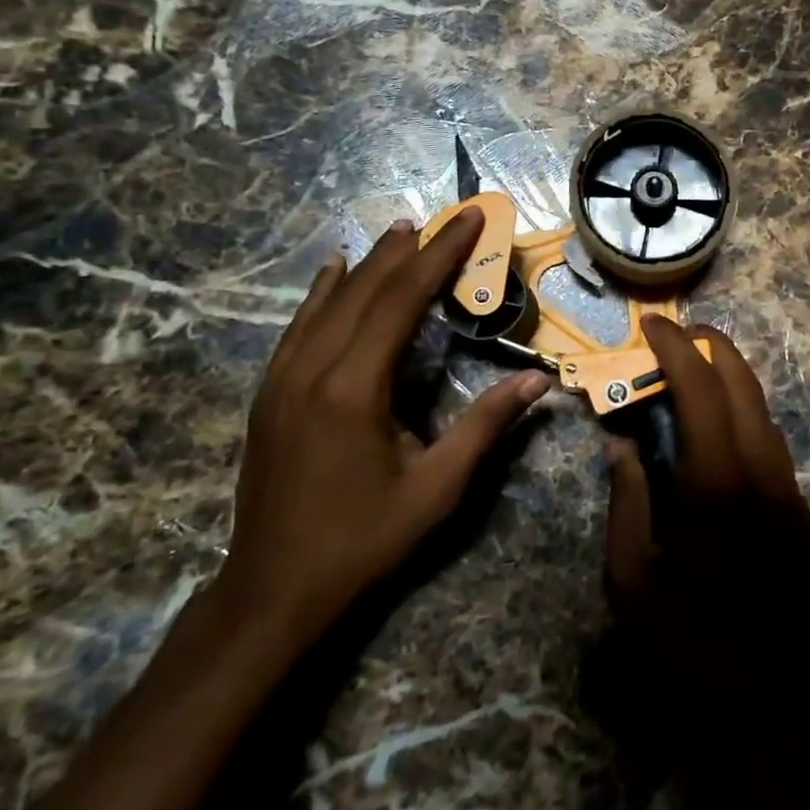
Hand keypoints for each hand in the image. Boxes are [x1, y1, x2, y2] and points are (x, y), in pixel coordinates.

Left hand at [218, 209, 551, 650]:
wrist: (272, 590)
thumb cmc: (362, 541)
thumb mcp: (435, 489)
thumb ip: (485, 427)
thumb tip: (538, 382)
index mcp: (353, 387)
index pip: (402, 300)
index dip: (440, 256)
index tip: (469, 220)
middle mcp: (312, 369)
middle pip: (366, 289)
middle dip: (410, 250)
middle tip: (445, 218)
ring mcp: (282, 379)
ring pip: (330, 300)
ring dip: (369, 262)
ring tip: (402, 231)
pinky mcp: (270, 392)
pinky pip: (299, 324)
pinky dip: (324, 290)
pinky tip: (334, 270)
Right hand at [603, 317, 809, 745]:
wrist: (758, 707)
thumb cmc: (680, 641)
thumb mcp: (628, 575)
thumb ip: (627, 497)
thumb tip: (623, 444)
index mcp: (716, 483)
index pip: (700, 389)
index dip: (675, 348)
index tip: (653, 326)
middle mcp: (763, 475)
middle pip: (743, 386)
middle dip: (712, 346)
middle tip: (681, 332)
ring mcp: (791, 496)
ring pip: (766, 414)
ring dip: (733, 381)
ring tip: (700, 369)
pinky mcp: (804, 519)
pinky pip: (775, 450)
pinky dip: (748, 420)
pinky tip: (725, 430)